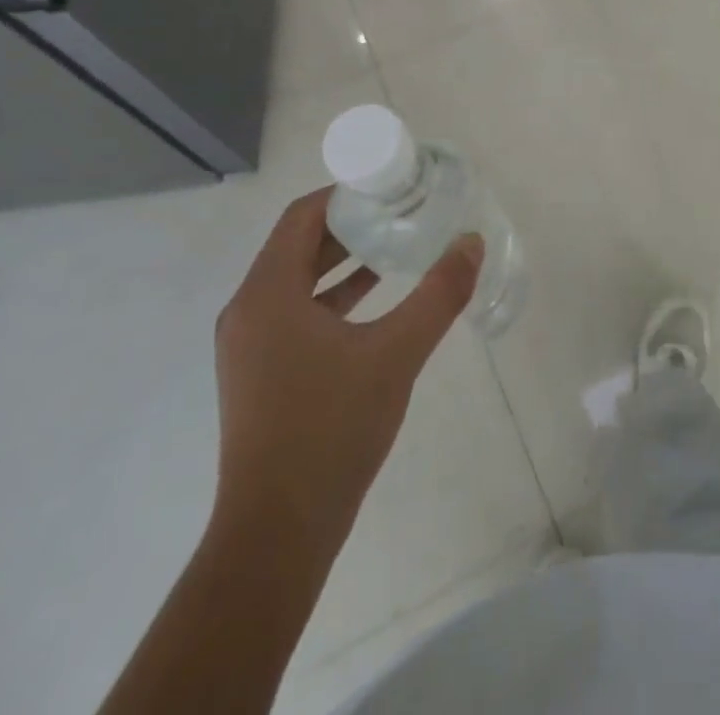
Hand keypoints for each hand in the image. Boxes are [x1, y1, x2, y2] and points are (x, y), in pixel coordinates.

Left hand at [209, 186, 483, 560]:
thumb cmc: (331, 430)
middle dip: (349, 224)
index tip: (388, 185)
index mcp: (267, 293)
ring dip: (342, 260)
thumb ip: (439, 294)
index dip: (344, 193)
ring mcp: (249, 345)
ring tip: (395, 246)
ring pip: (296, 280)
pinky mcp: (258, 373)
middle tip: (400, 210)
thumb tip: (471, 242)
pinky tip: (375, 300)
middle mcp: (248, 310)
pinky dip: (332, 295)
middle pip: (297, 244)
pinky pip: (295, 311)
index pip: (301, 216)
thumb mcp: (396, 354)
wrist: (278, 534)